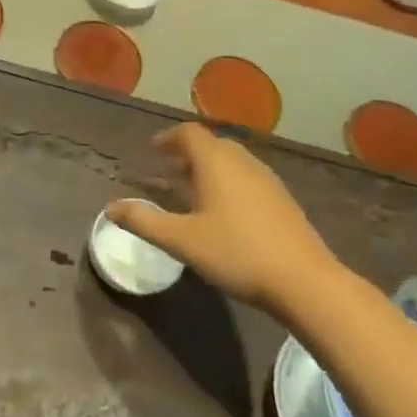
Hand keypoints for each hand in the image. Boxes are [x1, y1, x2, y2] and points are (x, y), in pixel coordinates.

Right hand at [106, 125, 340, 314]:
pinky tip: (223, 212)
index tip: (153, 150)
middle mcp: (243, 163)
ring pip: (232, 162)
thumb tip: (111, 208)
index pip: (189, 133)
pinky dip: (227, 183)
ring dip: (208, 169)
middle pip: (212, 145)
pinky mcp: (283, 201)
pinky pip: (247, 179)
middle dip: (187, 153)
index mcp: (216, 163)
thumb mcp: (181, 240)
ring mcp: (268, 181)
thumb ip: (143, 221)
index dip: (168, 138)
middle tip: (168, 171)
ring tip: (191, 192)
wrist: (306, 282)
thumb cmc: (236, 253)